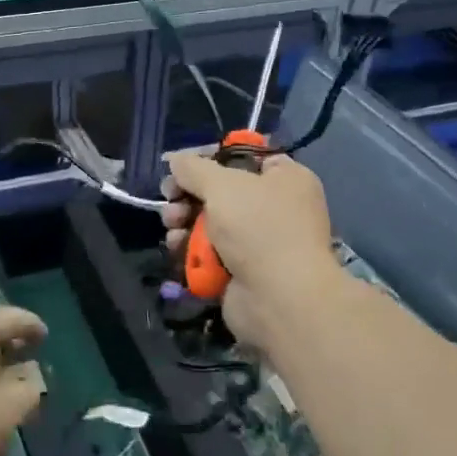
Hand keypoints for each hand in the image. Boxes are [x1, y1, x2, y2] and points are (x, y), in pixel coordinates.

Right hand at [162, 150, 341, 349]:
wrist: (280, 298)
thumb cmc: (259, 228)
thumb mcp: (223, 185)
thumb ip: (193, 168)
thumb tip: (174, 159)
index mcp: (286, 179)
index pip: (245, 157)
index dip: (211, 158)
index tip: (181, 166)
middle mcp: (275, 208)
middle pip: (220, 192)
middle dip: (188, 195)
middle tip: (170, 198)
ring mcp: (259, 242)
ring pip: (210, 224)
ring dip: (184, 222)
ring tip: (172, 226)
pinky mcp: (242, 271)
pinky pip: (210, 253)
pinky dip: (192, 250)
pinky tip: (177, 248)